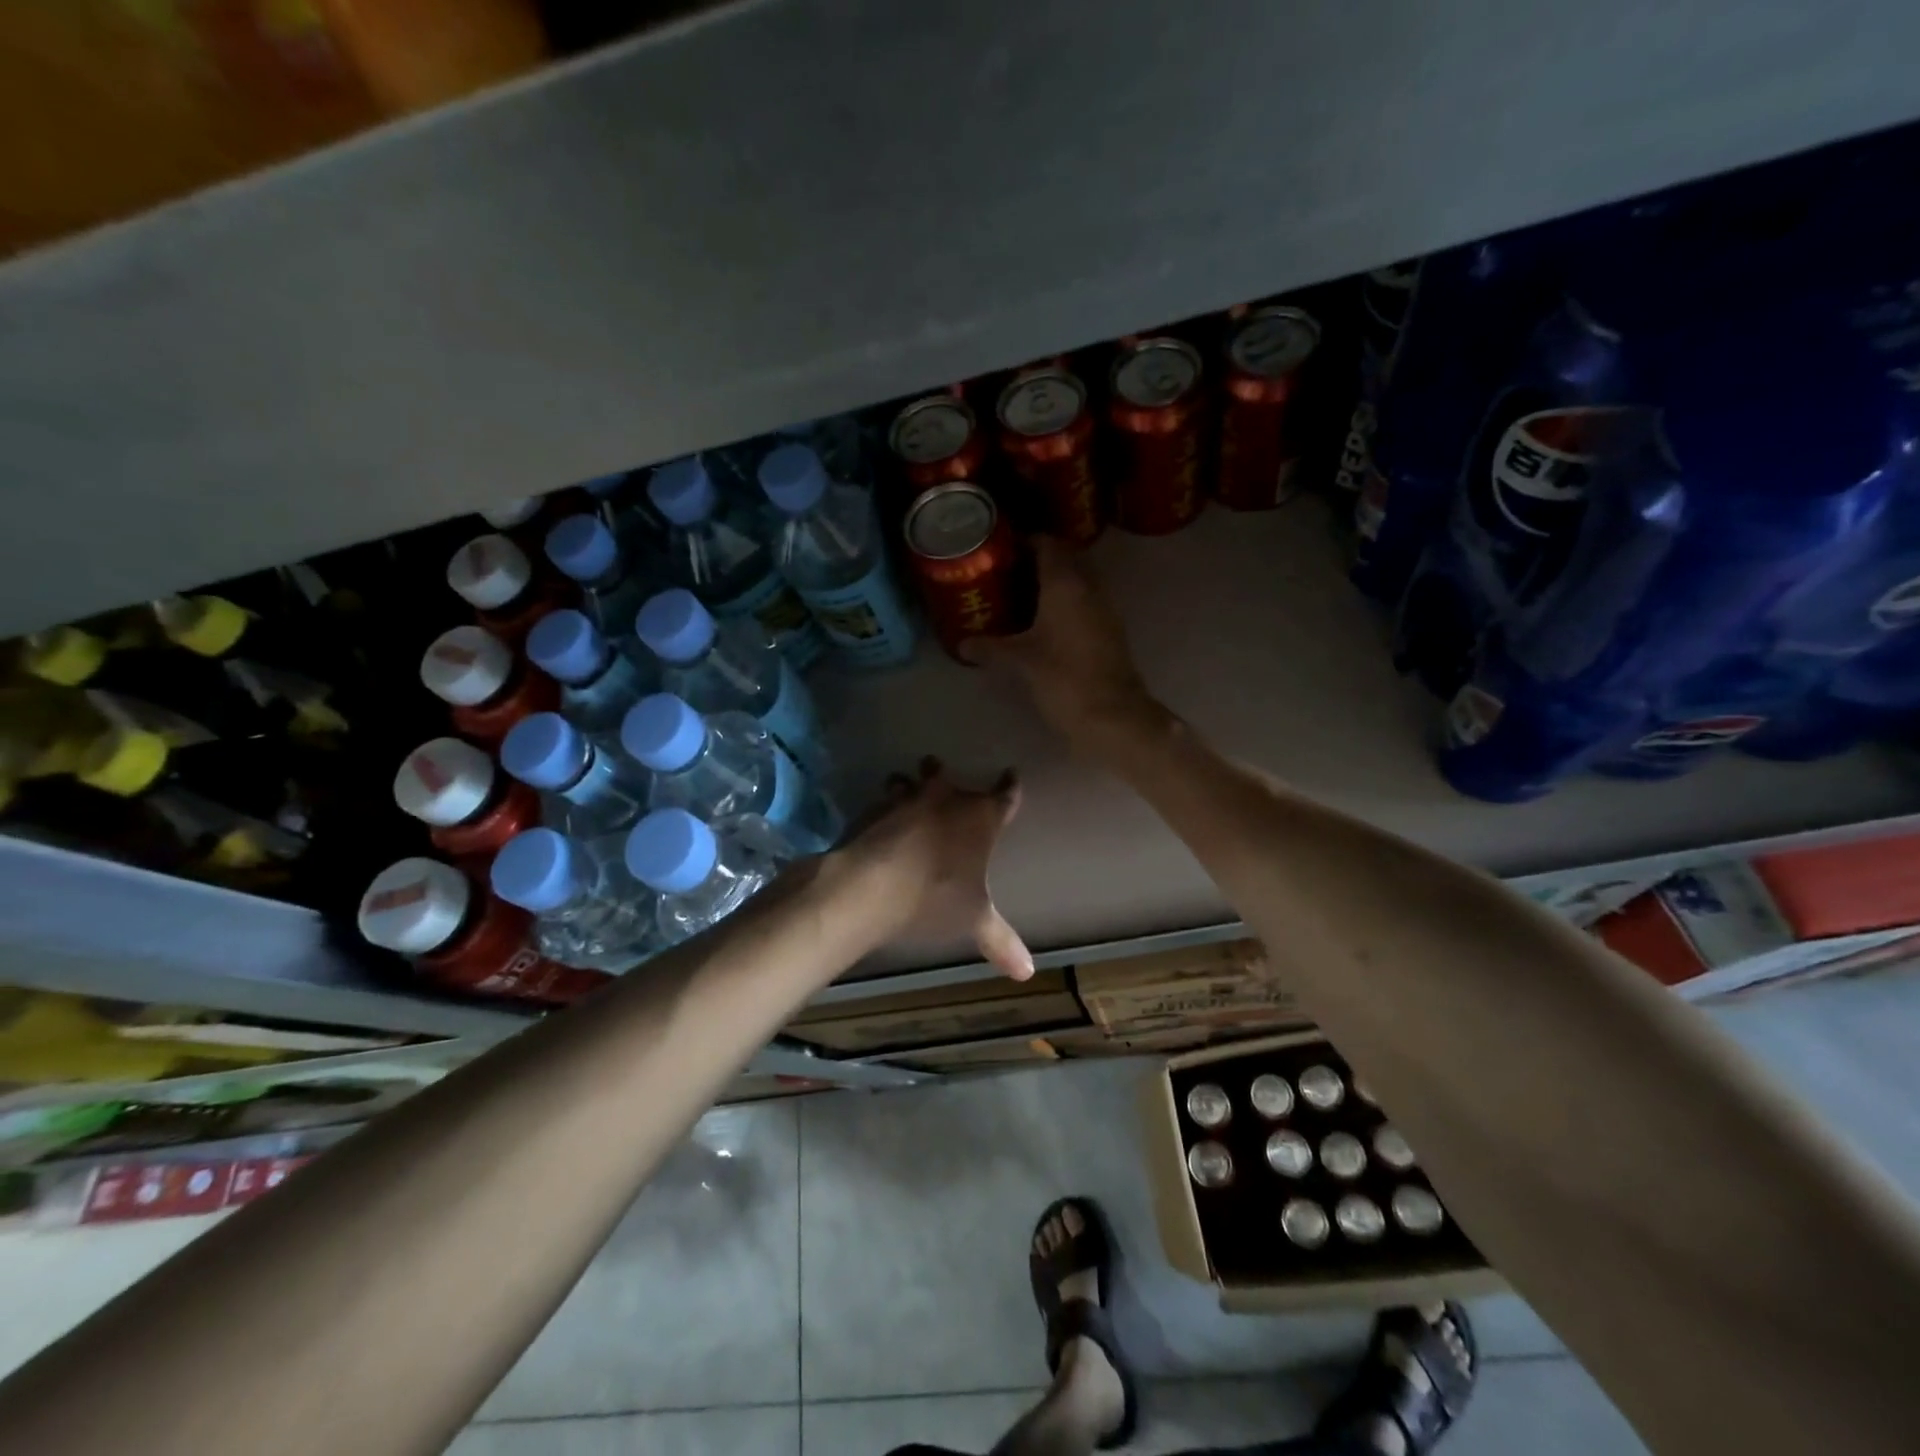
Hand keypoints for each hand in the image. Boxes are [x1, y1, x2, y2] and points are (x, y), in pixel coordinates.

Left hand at [835, 758, 1032, 980]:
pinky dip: (883, 806)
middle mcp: (946, 798)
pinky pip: (883, 799)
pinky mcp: (874, 808)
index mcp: (980, 818)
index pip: (1005, 795)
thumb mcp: (973, 920)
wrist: (873, 885)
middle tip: (940, 771)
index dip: (1010, 786)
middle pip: (947, 775)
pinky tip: (878, 818)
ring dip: (908, 785)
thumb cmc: (935, 897)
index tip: (1011, 774)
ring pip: (910, 780)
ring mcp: (907, 799)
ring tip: (904, 789)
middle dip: (943, 774)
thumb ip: (1000, 940)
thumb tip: (1028, 973)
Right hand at [964, 537, 1159, 745]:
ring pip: (1079, 580)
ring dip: (1055, 582)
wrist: (1112, 714)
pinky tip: (1044, 621)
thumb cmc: (1063, 678)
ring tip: (1022, 594)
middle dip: (1040, 560)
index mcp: (1066, 583)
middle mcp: (1089, 587)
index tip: (1002, 550)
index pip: (1048, 544)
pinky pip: (1086, 602)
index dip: (1026, 541)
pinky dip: (1067, 603)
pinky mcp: (1110, 630)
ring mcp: (1104, 608)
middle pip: (1066, 558)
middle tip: (1008, 572)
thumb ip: (990, 648)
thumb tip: (962, 644)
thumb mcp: (1020, 662)